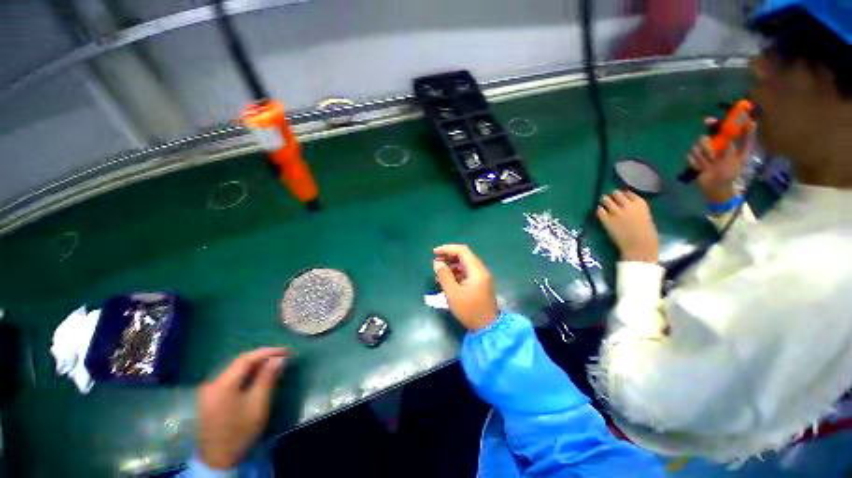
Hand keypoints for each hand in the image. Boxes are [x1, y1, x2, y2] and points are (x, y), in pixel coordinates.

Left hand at [196, 347, 290, 468]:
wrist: (219, 460)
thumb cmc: (240, 432)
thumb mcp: (258, 404)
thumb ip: (268, 378)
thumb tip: (280, 358)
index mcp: (222, 384)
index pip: (247, 359)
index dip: (268, 352)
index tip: (287, 351)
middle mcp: (212, 383)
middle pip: (240, 363)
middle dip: (263, 357)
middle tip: (283, 357)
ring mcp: (209, 391)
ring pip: (235, 370)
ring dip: (256, 365)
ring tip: (274, 365)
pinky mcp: (210, 398)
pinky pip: (231, 378)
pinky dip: (247, 375)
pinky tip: (258, 377)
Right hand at [432, 244, 498, 331]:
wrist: (487, 328)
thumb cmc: (469, 310)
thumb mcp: (453, 293)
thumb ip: (444, 276)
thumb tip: (437, 263)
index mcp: (476, 270)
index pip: (462, 250)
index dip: (447, 249)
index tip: (434, 253)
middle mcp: (480, 270)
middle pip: (464, 256)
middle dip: (448, 257)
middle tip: (435, 262)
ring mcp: (481, 278)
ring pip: (465, 265)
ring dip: (451, 265)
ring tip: (438, 272)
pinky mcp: (479, 285)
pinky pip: (466, 273)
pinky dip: (456, 273)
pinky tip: (446, 280)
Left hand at [597, 190, 658, 262]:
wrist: (639, 246)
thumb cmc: (647, 234)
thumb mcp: (645, 216)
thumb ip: (636, 209)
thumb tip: (627, 205)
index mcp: (640, 203)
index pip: (628, 192)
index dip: (623, 194)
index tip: (620, 197)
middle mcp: (627, 204)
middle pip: (615, 193)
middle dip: (612, 196)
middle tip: (610, 199)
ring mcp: (615, 211)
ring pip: (605, 199)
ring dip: (604, 201)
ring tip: (604, 205)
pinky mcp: (606, 219)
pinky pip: (599, 210)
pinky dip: (599, 210)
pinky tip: (601, 213)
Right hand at [687, 118, 754, 201]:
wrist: (718, 187)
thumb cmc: (733, 172)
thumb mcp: (743, 155)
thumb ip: (747, 139)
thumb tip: (751, 122)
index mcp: (726, 141)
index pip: (718, 127)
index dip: (713, 122)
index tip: (708, 122)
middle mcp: (713, 144)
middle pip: (704, 138)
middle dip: (707, 149)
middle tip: (712, 158)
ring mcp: (702, 152)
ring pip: (695, 147)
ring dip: (702, 157)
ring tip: (709, 166)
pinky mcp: (693, 159)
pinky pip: (690, 155)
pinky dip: (695, 162)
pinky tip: (702, 168)